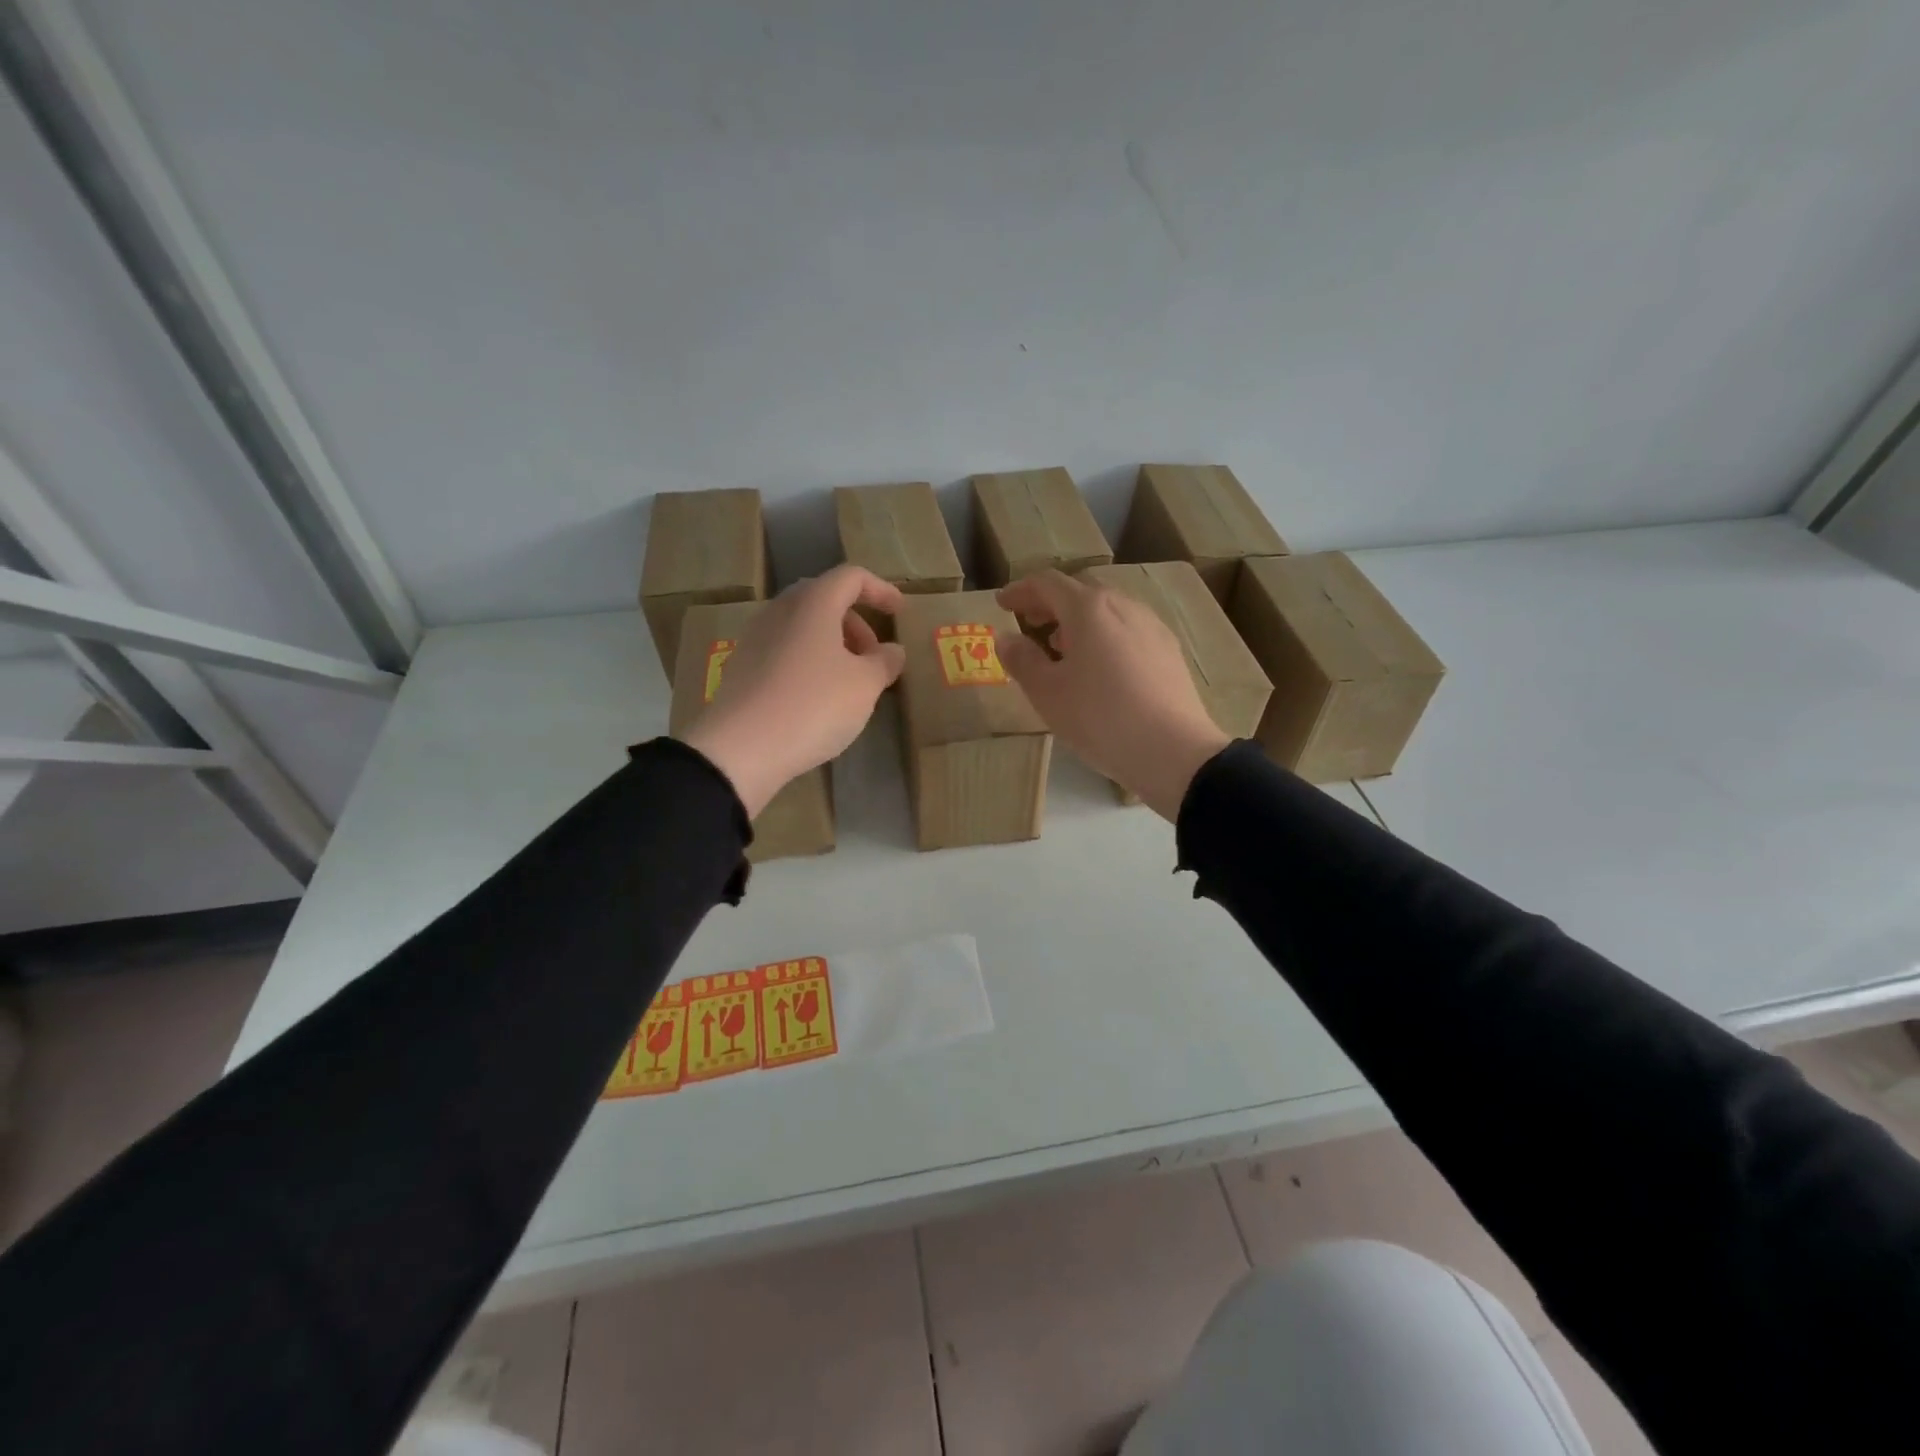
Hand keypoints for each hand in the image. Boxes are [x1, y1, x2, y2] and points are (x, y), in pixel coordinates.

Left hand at [681, 565, 905, 816]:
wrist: (740, 748)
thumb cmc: (814, 706)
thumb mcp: (865, 686)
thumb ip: (885, 662)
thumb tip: (892, 651)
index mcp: (813, 603)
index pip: (851, 577)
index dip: (880, 590)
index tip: (899, 612)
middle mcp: (780, 611)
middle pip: (823, 599)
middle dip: (855, 622)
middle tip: (873, 656)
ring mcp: (756, 638)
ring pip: (802, 626)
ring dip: (832, 643)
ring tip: (849, 681)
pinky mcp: (742, 667)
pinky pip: (784, 650)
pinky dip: (809, 660)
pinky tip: (818, 697)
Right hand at [996, 570, 1229, 820]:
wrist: (1173, 750)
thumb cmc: (1100, 718)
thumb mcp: (1047, 694)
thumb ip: (1022, 660)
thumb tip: (1006, 638)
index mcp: (1089, 609)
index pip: (1047, 584)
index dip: (1020, 590)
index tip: (1002, 603)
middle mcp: (1123, 606)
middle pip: (1080, 591)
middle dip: (1050, 603)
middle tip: (1030, 622)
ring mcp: (1151, 626)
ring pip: (1107, 610)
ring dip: (1078, 621)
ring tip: (1061, 648)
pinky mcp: (1169, 650)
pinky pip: (1127, 629)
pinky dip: (1103, 635)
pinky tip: (1099, 667)